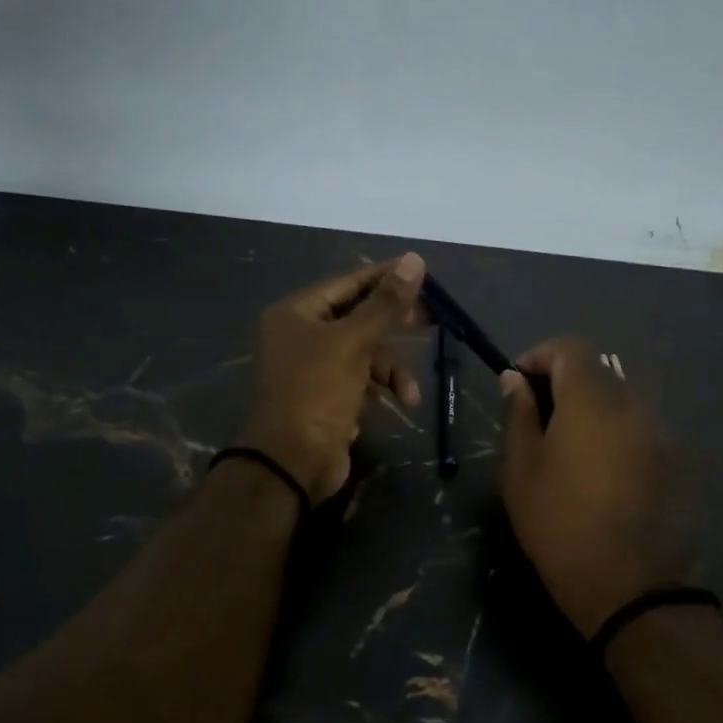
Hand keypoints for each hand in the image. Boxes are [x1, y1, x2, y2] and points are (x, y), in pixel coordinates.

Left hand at [235, 254, 426, 502]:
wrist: (292, 462)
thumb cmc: (317, 392)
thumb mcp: (353, 343)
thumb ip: (385, 304)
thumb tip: (414, 259)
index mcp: (296, 313)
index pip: (347, 283)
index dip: (385, 277)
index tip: (422, 271)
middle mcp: (301, 335)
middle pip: (357, 316)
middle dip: (393, 324)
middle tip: (430, 320)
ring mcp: (313, 367)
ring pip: (364, 352)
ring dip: (391, 369)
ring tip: (410, 392)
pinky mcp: (327, 396)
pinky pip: (361, 378)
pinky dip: (380, 387)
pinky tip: (397, 404)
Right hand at [499, 338, 689, 637]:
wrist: (626, 583)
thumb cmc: (558, 521)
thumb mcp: (521, 467)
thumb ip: (519, 413)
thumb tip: (514, 379)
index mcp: (591, 398)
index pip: (569, 348)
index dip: (539, 356)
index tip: (517, 385)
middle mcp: (631, 403)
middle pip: (596, 370)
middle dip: (562, 381)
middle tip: (535, 416)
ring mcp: (656, 431)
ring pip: (617, 398)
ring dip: (587, 406)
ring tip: (563, 444)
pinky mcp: (669, 458)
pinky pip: (634, 425)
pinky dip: (610, 429)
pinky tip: (595, 466)